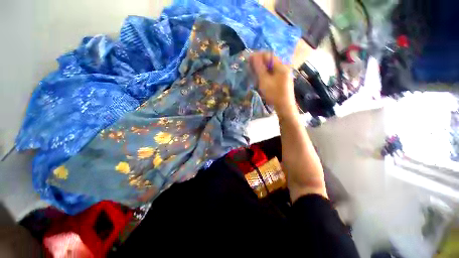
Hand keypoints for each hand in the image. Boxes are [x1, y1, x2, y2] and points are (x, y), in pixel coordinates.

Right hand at [250, 52, 295, 116]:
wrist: (284, 107)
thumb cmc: (274, 94)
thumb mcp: (264, 81)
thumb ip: (259, 68)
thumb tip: (253, 56)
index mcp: (281, 66)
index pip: (268, 55)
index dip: (258, 56)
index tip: (249, 60)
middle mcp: (284, 67)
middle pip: (270, 61)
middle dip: (260, 62)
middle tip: (251, 68)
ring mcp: (285, 74)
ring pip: (271, 67)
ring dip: (262, 69)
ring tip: (255, 74)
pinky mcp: (283, 80)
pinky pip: (273, 73)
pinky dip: (266, 74)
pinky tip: (262, 79)